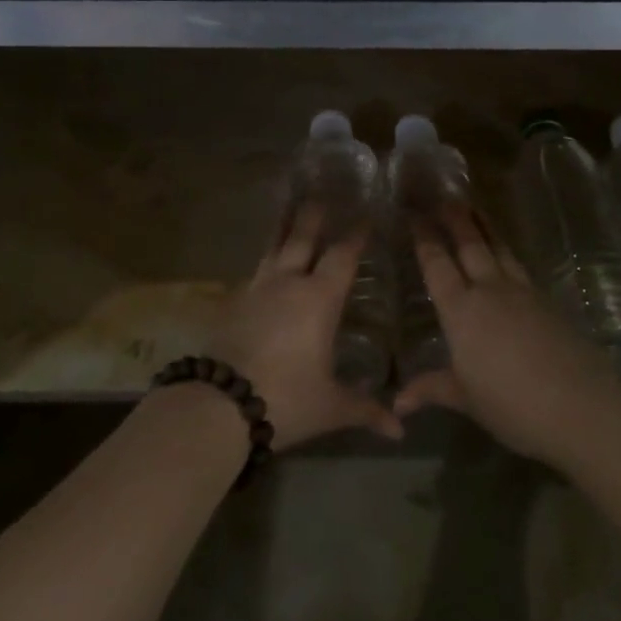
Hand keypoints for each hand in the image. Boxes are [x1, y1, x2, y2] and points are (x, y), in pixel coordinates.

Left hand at [214, 204, 403, 450]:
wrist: (220, 404)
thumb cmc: (287, 399)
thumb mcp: (332, 406)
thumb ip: (366, 410)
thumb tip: (400, 430)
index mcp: (319, 299)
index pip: (343, 255)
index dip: (356, 234)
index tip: (366, 215)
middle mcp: (288, 283)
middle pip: (302, 237)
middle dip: (314, 214)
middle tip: (321, 190)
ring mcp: (256, 289)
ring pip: (273, 247)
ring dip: (283, 227)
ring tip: (287, 207)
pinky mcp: (231, 302)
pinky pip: (253, 272)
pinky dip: (264, 260)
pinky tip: (263, 265)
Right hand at [393, 204, 620, 466]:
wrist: (582, 407)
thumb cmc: (512, 404)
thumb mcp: (466, 399)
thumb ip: (431, 390)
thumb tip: (396, 405)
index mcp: (462, 311)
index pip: (437, 265)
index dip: (425, 239)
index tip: (415, 214)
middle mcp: (490, 291)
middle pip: (471, 244)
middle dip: (455, 218)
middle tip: (444, 195)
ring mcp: (524, 293)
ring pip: (499, 249)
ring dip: (485, 226)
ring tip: (474, 206)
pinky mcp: (549, 302)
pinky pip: (520, 266)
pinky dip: (507, 251)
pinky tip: (507, 254)